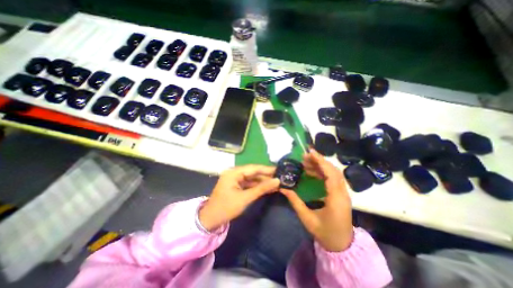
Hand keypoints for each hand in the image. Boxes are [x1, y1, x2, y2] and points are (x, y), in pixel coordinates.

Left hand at [200, 164, 279, 231]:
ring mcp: (235, 179)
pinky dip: (257, 186)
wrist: (211, 220)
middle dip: (266, 175)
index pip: (253, 168)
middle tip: (280, 177)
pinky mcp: (236, 185)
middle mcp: (234, 173)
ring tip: (276, 183)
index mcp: (234, 172)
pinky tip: (267, 188)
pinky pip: (249, 183)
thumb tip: (277, 181)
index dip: (267, 169)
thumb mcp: (245, 198)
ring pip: (252, 178)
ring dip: (263, 181)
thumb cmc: (226, 208)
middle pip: (253, 172)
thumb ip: (262, 188)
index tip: (279, 170)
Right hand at [280, 150, 353, 249]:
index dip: (321, 162)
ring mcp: (343, 193)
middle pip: (334, 171)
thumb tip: (283, 188)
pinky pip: (332, 178)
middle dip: (319, 161)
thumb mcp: (307, 219)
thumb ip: (295, 202)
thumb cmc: (325, 233)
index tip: (310, 153)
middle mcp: (342, 193)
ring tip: (305, 162)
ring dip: (320, 166)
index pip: (331, 175)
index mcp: (336, 199)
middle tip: (304, 157)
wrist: (342, 245)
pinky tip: (311, 171)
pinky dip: (322, 172)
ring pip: (333, 173)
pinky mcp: (340, 193)